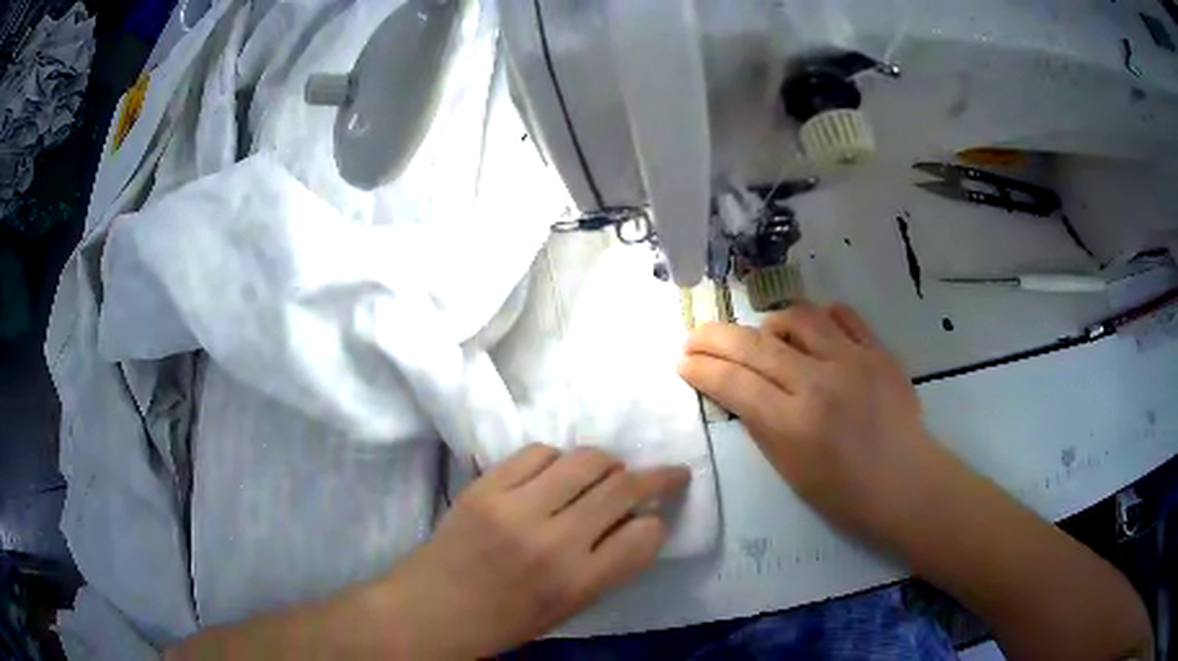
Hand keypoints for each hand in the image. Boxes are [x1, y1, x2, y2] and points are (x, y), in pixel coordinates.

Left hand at [380, 445, 689, 658]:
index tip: (655, 517)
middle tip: (667, 474)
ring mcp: (515, 506)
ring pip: (586, 459)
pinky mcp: (486, 485)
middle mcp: (552, 540)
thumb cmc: (503, 621)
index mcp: (577, 583)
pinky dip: (558, 459)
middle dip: (657, 475)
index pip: (645, 536)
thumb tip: (636, 521)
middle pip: (622, 486)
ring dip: (609, 463)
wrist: (429, 610)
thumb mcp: (567, 608)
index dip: (658, 523)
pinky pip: (538, 452)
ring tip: (609, 472)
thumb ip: (606, 566)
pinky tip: (556, 473)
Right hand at [678, 302, 944, 548]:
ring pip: (797, 316)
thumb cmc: (844, 494)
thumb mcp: (789, 471)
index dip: (701, 369)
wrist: (906, 483)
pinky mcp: (878, 350)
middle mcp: (819, 382)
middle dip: (713, 337)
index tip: (683, 362)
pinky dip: (818, 319)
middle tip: (694, 337)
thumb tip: (736, 390)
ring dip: (769, 323)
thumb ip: (760, 425)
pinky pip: (841, 315)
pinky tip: (811, 334)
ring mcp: (853, 360)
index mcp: (793, 423)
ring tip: (763, 338)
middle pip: (754, 344)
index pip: (733, 383)